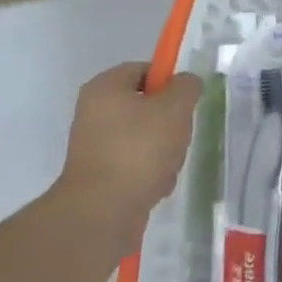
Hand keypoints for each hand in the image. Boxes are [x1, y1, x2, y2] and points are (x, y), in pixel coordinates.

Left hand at [55, 63, 202, 250]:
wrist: (103, 211)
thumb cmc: (139, 148)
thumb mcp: (175, 108)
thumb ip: (187, 87)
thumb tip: (186, 83)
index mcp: (105, 88)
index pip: (143, 69)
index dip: (169, 81)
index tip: (186, 100)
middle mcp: (94, 113)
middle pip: (146, 105)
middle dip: (170, 121)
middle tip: (180, 134)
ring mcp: (95, 146)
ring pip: (145, 137)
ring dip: (165, 150)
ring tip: (168, 166)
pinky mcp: (100, 175)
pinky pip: (135, 164)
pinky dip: (151, 172)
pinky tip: (157, 185)